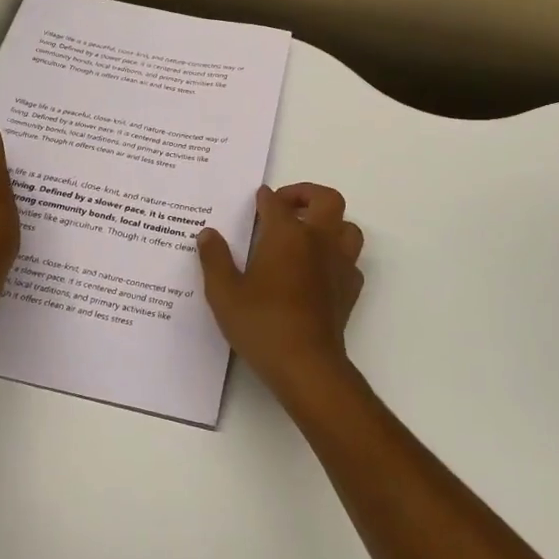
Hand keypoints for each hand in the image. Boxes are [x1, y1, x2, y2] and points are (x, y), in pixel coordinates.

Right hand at [197, 183, 364, 398]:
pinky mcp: (350, 289)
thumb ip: (214, 259)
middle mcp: (318, 240)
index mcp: (286, 235)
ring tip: (307, 233)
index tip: (257, 199)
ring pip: (347, 227)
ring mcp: (339, 264)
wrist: (306, 364)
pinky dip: (337, 256)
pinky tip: (319, 269)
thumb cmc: (261, 323)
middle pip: (327, 200)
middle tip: (286, 205)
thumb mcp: (224, 292)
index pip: (276, 203)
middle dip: (307, 194)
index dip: (265, 198)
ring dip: (330, 223)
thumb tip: (208, 234)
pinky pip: (351, 260)